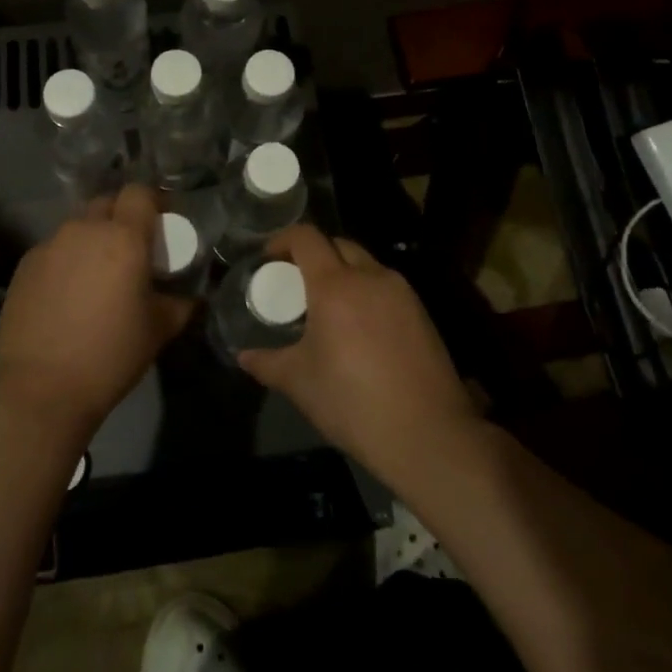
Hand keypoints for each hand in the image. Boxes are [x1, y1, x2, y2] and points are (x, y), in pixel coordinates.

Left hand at [0, 184, 192, 432]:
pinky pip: (54, 249)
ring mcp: (49, 245)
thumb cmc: (110, 355)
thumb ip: (180, 304)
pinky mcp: (24, 265)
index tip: (161, 223)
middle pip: (107, 203)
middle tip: (131, 249)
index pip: (139, 192)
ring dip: (92, 239)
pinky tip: (67, 294)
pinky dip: (66, 260)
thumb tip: (192, 297)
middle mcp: (84, 230)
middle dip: (121, 217)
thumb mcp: (159, 330)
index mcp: (123, 238)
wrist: (40, 388)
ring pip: (78, 227)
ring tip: (97, 274)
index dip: (153, 201)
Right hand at [238, 226, 482, 488]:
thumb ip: (268, 363)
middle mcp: (370, 276)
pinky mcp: (421, 312)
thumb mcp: (300, 383)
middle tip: (296, 282)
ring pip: (365, 264)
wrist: (428, 434)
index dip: (283, 239)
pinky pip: (386, 287)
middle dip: (314, 254)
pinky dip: (366, 292)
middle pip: (338, 244)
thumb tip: (243, 357)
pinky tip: (360, 328)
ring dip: (343, 272)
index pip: (306, 237)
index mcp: (335, 284)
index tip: (268, 258)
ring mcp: (401, 292)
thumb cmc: (353, 403)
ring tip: (328, 306)